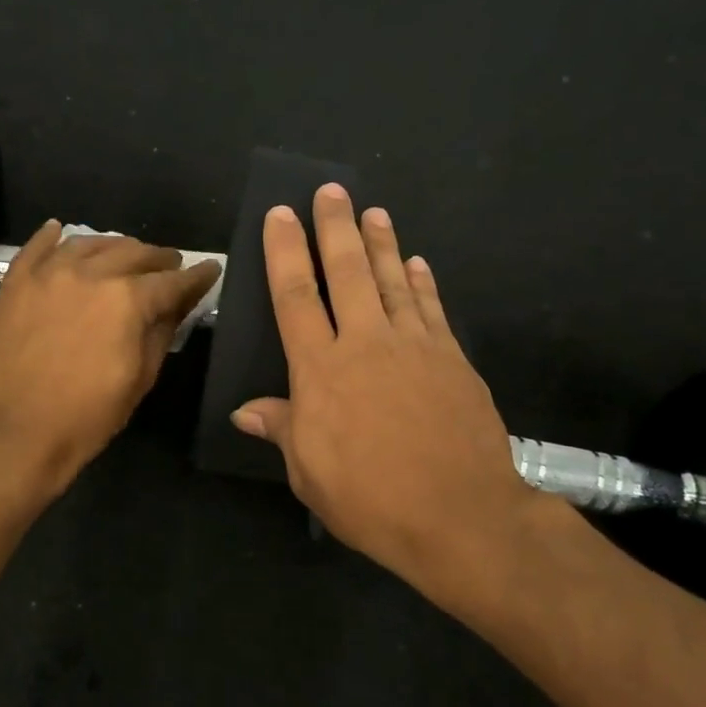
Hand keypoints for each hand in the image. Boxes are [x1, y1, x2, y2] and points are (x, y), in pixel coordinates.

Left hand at [0, 222, 220, 494]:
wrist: (20, 432)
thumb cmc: (90, 414)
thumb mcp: (141, 377)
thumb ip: (162, 332)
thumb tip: (177, 306)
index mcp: (128, 300)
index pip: (172, 281)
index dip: (196, 276)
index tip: (210, 269)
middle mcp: (91, 274)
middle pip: (133, 253)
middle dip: (158, 258)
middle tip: (169, 266)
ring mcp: (49, 274)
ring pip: (89, 243)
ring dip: (114, 246)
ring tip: (124, 254)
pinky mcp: (16, 283)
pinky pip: (36, 247)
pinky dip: (51, 237)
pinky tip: (60, 231)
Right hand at [230, 185, 546, 601]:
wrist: (460, 515)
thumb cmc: (371, 500)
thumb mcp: (309, 473)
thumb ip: (282, 429)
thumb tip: (245, 411)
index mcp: (321, 371)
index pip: (295, 297)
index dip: (285, 252)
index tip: (281, 215)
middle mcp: (366, 344)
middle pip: (346, 273)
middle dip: (335, 227)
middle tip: (330, 191)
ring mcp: (415, 347)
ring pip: (392, 281)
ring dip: (381, 243)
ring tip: (374, 212)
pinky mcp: (452, 359)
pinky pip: (432, 309)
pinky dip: (423, 282)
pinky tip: (417, 263)